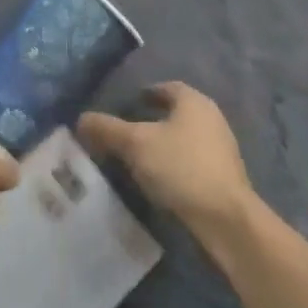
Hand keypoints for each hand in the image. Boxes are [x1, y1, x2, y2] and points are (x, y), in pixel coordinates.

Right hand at [78, 82, 255, 234]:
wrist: (226, 219)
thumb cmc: (181, 168)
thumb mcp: (135, 144)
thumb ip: (107, 129)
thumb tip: (81, 119)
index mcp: (193, 101)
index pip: (166, 88)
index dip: (145, 93)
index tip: (126, 105)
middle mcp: (211, 118)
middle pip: (176, 113)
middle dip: (151, 120)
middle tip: (125, 132)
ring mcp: (221, 149)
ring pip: (184, 139)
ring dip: (163, 145)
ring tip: (137, 159)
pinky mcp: (224, 177)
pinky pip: (191, 161)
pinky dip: (174, 165)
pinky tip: (158, 180)